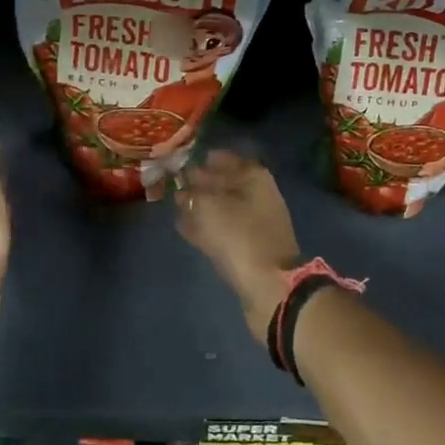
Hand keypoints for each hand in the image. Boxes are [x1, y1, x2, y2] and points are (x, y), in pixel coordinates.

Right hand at [176, 151, 300, 342]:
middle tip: (176, 181)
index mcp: (254, 179)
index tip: (187, 158)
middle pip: (226, 183)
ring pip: (222, 208)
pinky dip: (204, 226)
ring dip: (201, 205)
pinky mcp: (247, 248)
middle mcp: (257, 197)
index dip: (208, 158)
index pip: (229, 159)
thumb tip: (183, 188)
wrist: (269, 286)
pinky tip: (183, 226)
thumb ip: (192, 194)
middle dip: (201, 182)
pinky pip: (221, 230)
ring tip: (175, 203)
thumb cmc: (239, 237)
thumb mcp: (209, 208)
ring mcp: (254, 224)